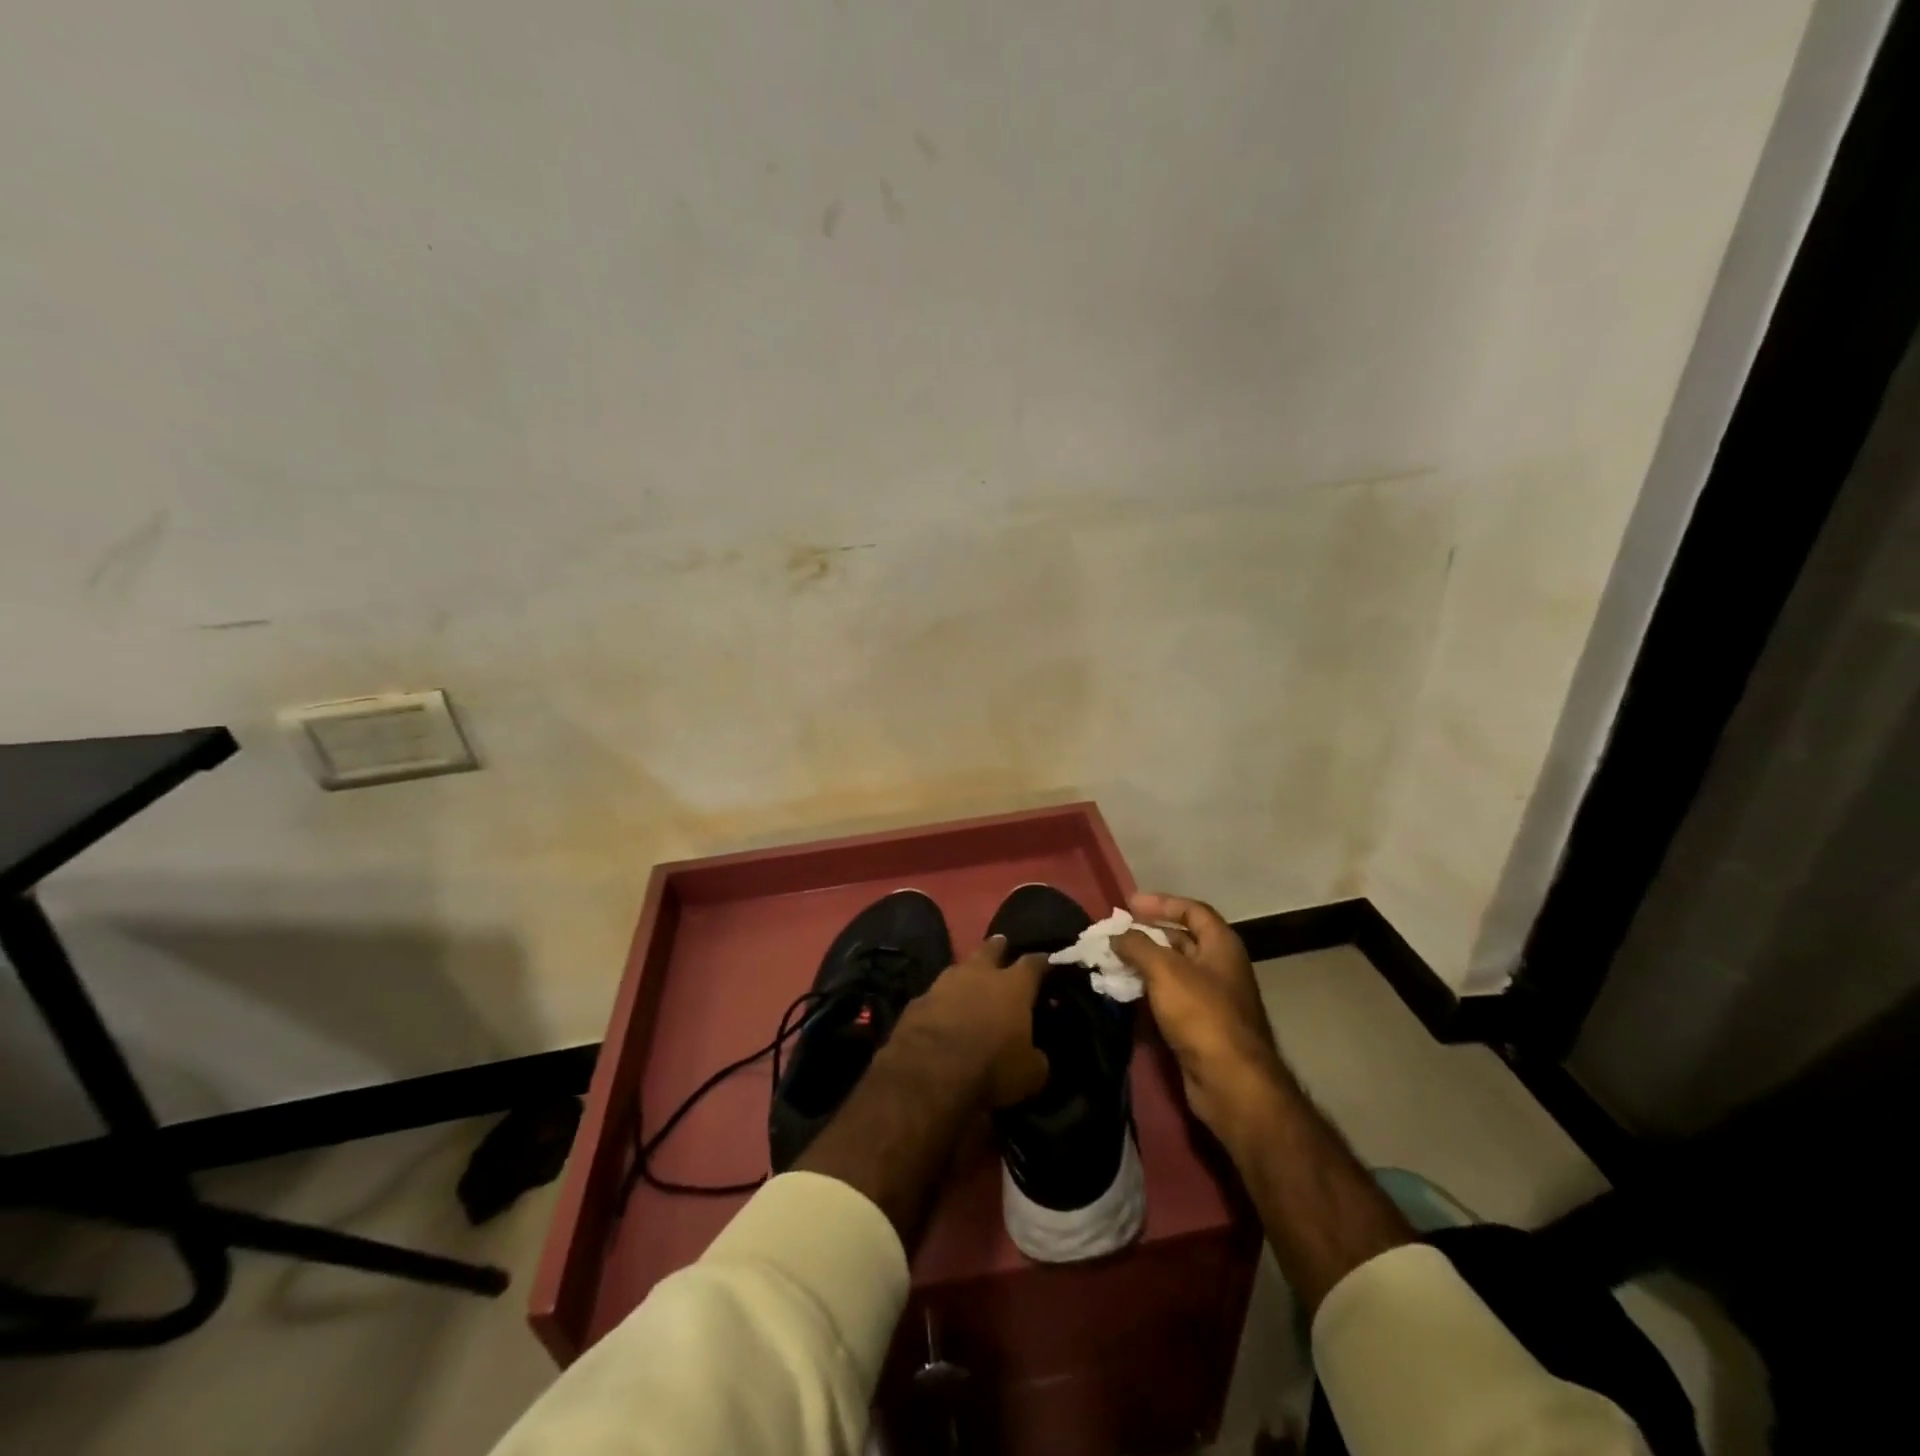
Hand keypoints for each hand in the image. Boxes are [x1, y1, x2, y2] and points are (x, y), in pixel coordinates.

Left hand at [890, 935, 1049, 1107]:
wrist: (928, 1072)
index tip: (1047, 961)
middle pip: (991, 949)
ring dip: (967, 973)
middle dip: (999, 947)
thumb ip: (1036, 1058)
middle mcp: (979, 974)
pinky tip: (942, 1010)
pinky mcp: (918, 1000)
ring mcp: (944, 982)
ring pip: (959, 967)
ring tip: (971, 979)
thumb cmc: (990, 1068)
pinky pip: (936, 994)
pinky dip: (942, 1000)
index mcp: (1013, 986)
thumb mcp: (1029, 1075)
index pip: (1033, 964)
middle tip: (1003, 945)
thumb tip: (1037, 1055)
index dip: (1042, 962)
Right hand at [1114, 893, 1284, 1148]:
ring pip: (1173, 971)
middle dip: (1148, 934)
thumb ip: (1137, 946)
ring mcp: (1212, 999)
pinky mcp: (1200, 1027)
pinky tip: (1125, 992)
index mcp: (1221, 945)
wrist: (1230, 1082)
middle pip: (1182, 940)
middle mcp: (1220, 967)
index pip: (1192, 911)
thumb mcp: (1164, 970)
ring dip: (1144, 964)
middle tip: (1116, 933)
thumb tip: (1117, 935)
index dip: (1162, 902)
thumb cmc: (1201, 1014)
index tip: (1129, 904)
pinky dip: (1148, 990)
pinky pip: (1170, 998)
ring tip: (1113, 960)